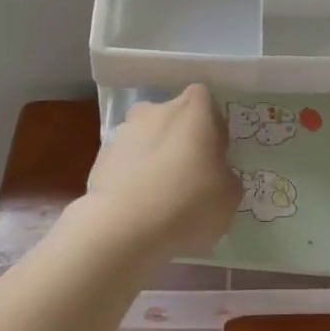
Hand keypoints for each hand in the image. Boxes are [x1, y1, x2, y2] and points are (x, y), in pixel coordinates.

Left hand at [73, 85, 239, 261]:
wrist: (124, 228)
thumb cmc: (188, 202)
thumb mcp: (229, 195)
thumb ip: (225, 176)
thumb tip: (215, 175)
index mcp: (193, 109)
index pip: (206, 102)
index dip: (212, 127)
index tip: (214, 155)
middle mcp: (156, 109)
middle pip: (173, 119)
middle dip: (180, 141)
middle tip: (189, 177)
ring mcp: (123, 132)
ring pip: (146, 140)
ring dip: (153, 158)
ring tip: (160, 198)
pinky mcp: (100, 159)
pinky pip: (125, 164)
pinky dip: (132, 179)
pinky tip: (138, 209)